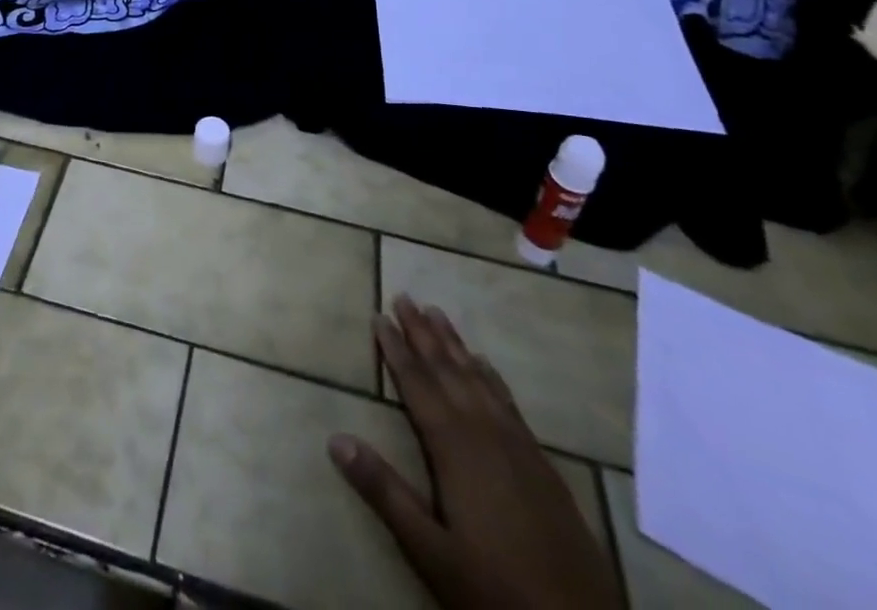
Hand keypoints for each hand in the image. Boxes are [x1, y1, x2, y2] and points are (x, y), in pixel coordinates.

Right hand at [328, 296, 621, 609]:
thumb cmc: (495, 590)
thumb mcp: (430, 550)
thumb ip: (384, 491)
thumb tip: (335, 438)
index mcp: (454, 447)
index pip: (417, 384)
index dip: (395, 349)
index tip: (379, 316)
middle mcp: (485, 432)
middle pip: (447, 370)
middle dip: (422, 332)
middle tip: (404, 296)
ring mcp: (518, 445)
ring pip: (478, 378)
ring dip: (454, 344)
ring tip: (436, 313)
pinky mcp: (541, 462)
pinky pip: (507, 400)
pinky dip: (490, 375)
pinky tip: (484, 364)